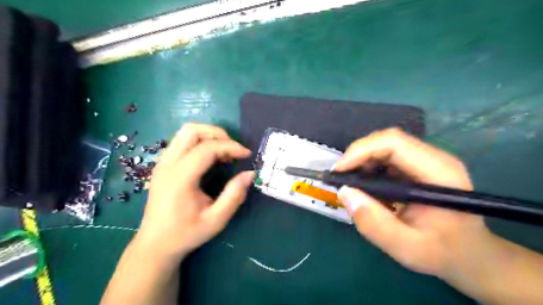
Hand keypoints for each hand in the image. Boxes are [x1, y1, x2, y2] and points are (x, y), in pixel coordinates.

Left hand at [136, 122, 254, 260]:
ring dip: (208, 136)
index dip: (231, 147)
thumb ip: (235, 195)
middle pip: (192, 130)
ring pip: (186, 132)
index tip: (247, 155)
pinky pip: (182, 141)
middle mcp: (168, 164)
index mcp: (180, 178)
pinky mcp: (163, 165)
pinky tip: (210, 158)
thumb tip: (250, 173)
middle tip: (233, 150)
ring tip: (224, 152)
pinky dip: (200, 142)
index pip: (207, 148)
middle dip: (218, 134)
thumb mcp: (216, 219)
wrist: (155, 245)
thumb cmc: (186, 234)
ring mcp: (162, 162)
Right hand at [334, 127, 490, 275]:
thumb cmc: (443, 253)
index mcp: (439, 173)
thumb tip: (345, 193)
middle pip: (387, 140)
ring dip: (361, 160)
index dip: (361, 151)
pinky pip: (385, 156)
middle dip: (357, 155)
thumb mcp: (408, 249)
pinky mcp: (416, 166)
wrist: (469, 253)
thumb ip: (375, 224)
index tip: (340, 172)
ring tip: (349, 182)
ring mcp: (425, 160)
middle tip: (340, 178)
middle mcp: (433, 158)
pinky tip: (363, 184)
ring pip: (384, 145)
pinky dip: (367, 166)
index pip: (394, 143)